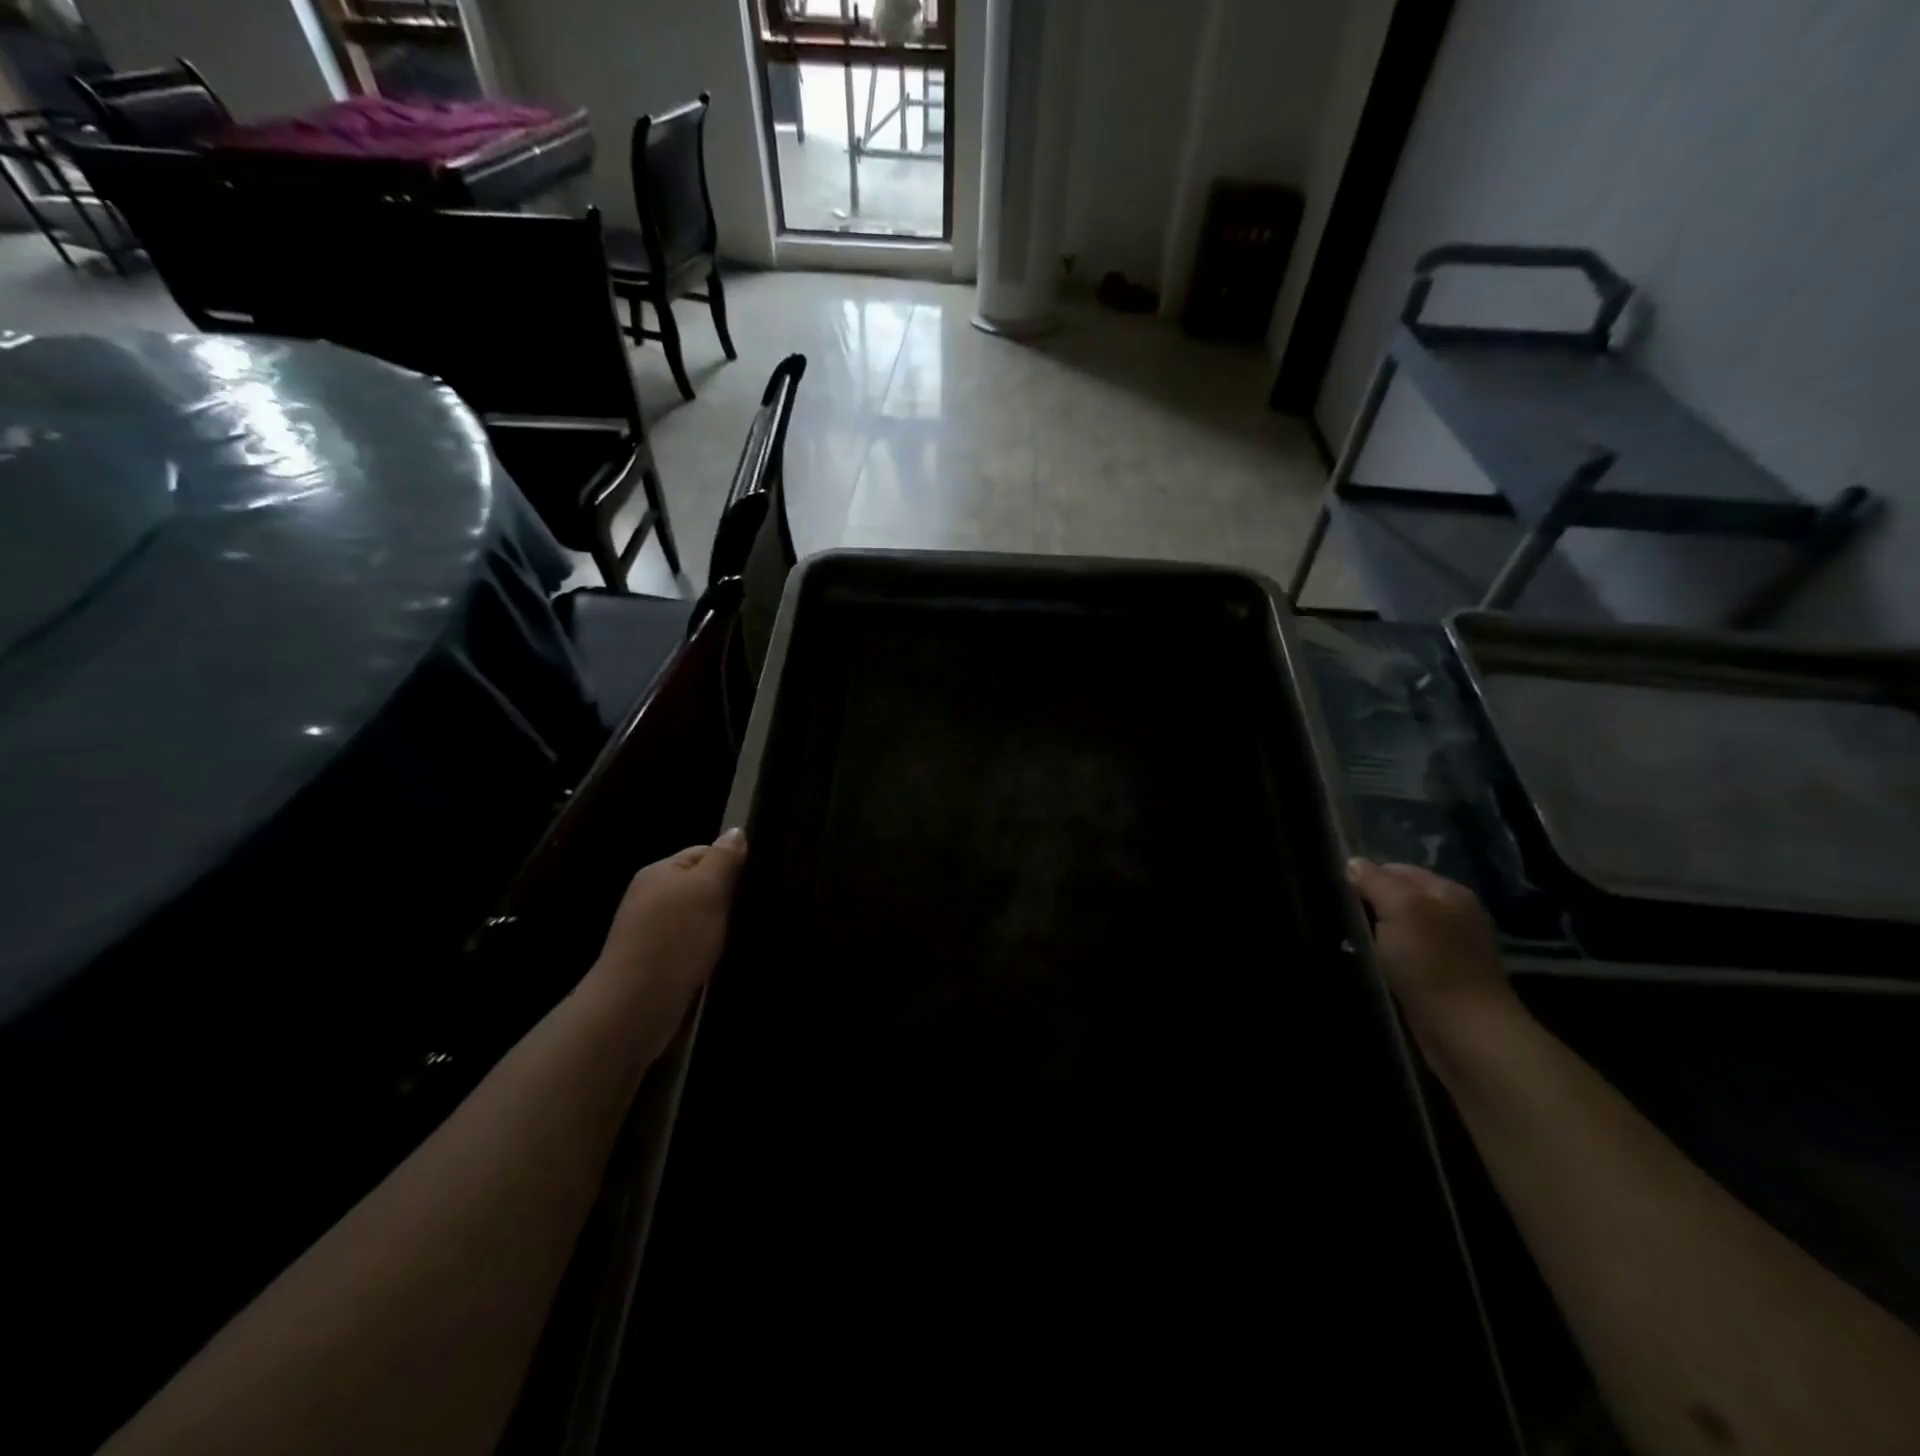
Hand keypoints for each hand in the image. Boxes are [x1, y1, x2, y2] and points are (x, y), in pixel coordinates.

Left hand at [589, 829, 746, 1054]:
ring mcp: (649, 931)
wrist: (635, 1005)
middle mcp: (650, 896)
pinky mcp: (654, 961)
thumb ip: (723, 859)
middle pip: (699, 885)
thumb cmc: (675, 938)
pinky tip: (716, 959)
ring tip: (736, 937)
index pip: (703, 852)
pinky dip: (705, 949)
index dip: (729, 864)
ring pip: (696, 917)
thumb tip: (736, 831)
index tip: (752, 884)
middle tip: (749, 911)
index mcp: (659, 871)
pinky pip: (689, 944)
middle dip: (725, 897)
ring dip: (716, 926)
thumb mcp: (706, 889)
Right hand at [1346, 859, 1524, 1058]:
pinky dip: (1385, 958)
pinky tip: (1369, 965)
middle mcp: (1453, 915)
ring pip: (1399, 929)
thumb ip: (1376, 881)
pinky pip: (1404, 956)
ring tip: (1347, 941)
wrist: (1466, 1034)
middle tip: (1338, 917)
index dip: (1365, 877)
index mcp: (1448, 892)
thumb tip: (1353, 863)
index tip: (1337, 893)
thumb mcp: (1400, 909)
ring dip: (1375, 935)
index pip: (1396, 869)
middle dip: (1369, 906)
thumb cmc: (1432, 964)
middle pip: (1398, 899)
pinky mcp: (1441, 979)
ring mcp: (1450, 949)